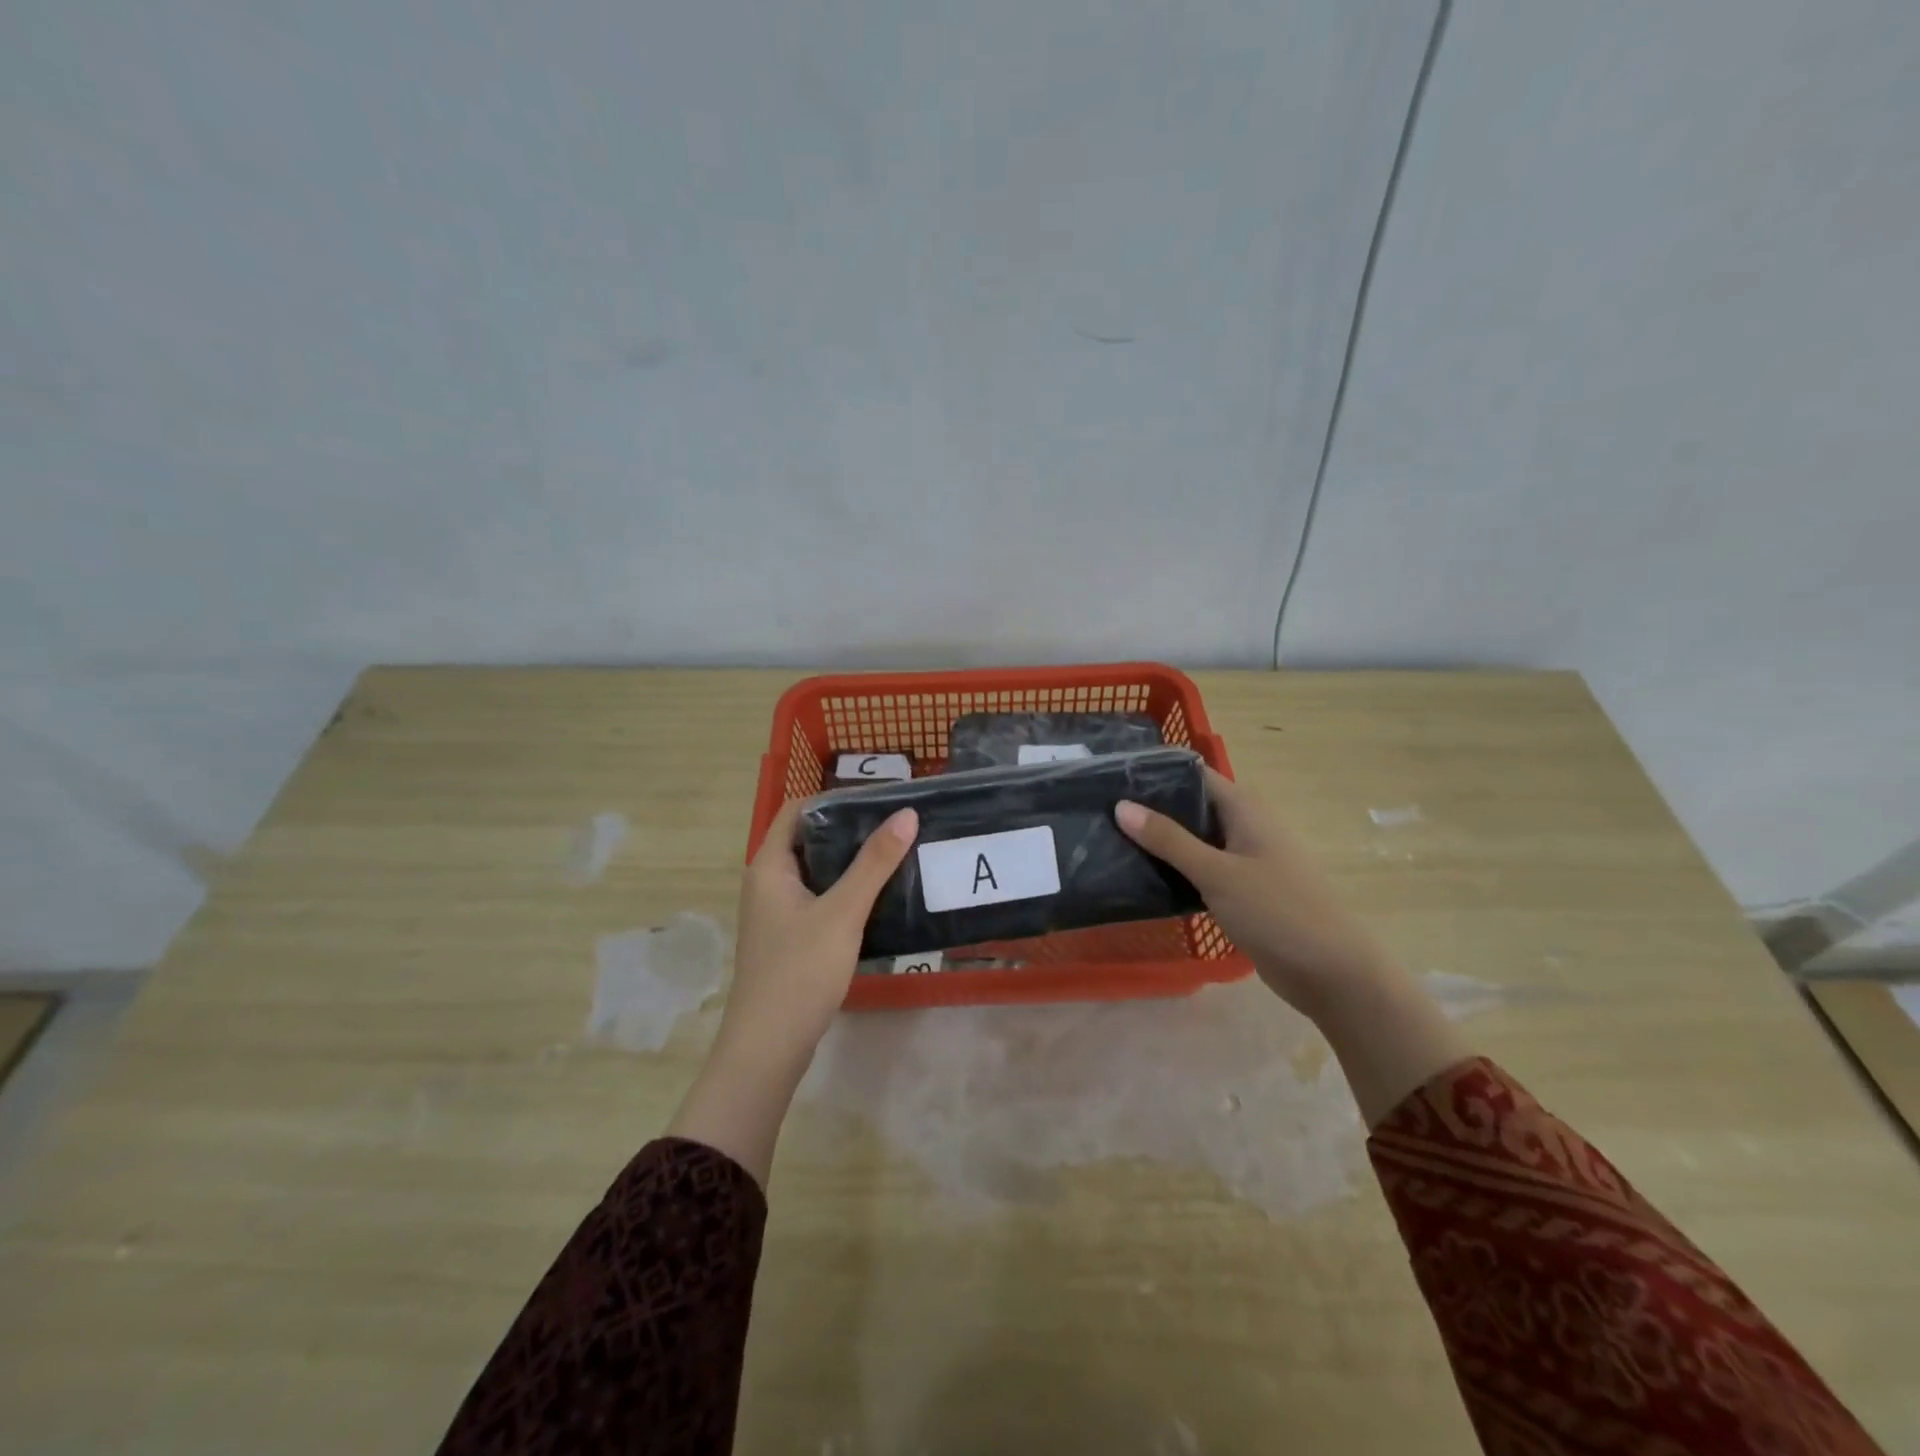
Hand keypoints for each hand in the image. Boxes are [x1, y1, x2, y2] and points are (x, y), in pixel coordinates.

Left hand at [669, 799, 916, 1186]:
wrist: (768, 1048)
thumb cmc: (800, 971)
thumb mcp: (842, 912)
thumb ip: (874, 863)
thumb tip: (906, 814)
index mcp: (769, 866)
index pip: (797, 811)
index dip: (834, 799)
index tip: (878, 799)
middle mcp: (768, 883)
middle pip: (810, 840)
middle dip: (850, 830)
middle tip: (897, 824)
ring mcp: (778, 913)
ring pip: (818, 872)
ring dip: (851, 862)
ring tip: (896, 853)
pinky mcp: (791, 938)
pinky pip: (821, 899)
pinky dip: (847, 891)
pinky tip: (880, 897)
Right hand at [1115, 768, 1394, 1016]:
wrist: (1331, 973)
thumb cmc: (1277, 911)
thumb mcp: (1217, 873)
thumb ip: (1168, 839)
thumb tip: (1121, 805)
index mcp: (1244, 809)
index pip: (1192, 775)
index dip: (1154, 774)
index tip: (1110, 778)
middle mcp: (1244, 826)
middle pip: (1190, 807)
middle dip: (1150, 809)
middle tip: (1100, 812)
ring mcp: (1243, 859)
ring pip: (1193, 840)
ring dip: (1159, 842)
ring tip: (1109, 840)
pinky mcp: (1240, 890)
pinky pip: (1200, 869)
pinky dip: (1174, 869)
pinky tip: (1140, 876)